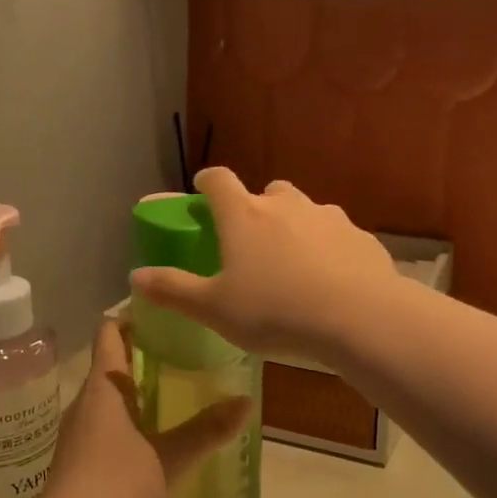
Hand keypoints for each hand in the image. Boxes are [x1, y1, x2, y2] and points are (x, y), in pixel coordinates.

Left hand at [32, 319, 250, 497]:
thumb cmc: (115, 487)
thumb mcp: (170, 458)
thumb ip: (207, 430)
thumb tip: (247, 402)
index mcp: (103, 388)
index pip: (110, 332)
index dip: (132, 316)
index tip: (164, 312)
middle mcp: (85, 403)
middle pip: (111, 363)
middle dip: (143, 355)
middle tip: (184, 352)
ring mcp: (77, 434)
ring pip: (108, 398)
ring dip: (136, 391)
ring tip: (175, 392)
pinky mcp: (76, 462)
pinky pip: (104, 425)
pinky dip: (128, 420)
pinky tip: (154, 439)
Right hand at [130, 168, 398, 362]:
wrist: (360, 318)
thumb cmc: (275, 312)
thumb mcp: (214, 309)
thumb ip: (173, 290)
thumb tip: (134, 277)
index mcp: (245, 215)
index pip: (218, 179)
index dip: (207, 182)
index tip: (203, 191)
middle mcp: (286, 205)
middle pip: (268, 191)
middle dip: (257, 207)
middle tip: (252, 241)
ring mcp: (328, 217)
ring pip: (305, 212)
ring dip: (295, 228)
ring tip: (294, 267)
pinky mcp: (362, 236)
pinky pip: (337, 236)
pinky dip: (328, 249)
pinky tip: (331, 281)